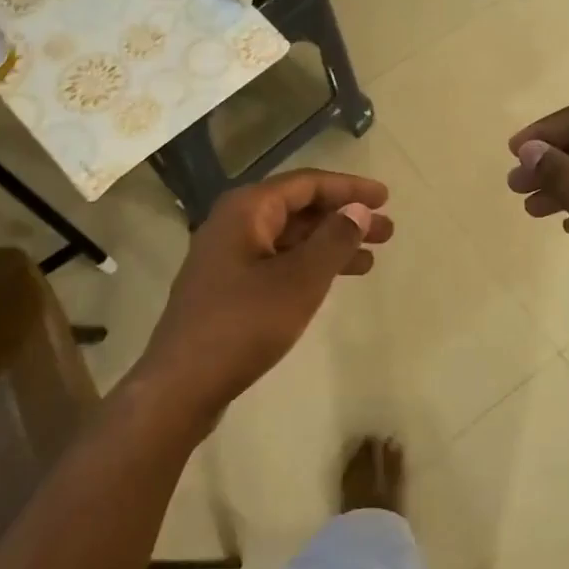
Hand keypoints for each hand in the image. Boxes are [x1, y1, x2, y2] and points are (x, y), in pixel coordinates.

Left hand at [134, 170, 392, 418]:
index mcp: (247, 210)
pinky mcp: (228, 287)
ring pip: (289, 239)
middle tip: (386, 232)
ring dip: (330, 244)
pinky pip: (277, 262)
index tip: (386, 197)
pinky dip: (309, 266)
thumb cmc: (245, 324)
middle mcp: (234, 224)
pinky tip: (333, 281)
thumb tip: (358, 209)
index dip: (349, 188)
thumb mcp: (300, 280)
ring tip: (371, 259)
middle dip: (343, 217)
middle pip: (298, 209)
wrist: (182, 384)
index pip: (307, 184)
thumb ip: (334, 240)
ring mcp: (228, 257)